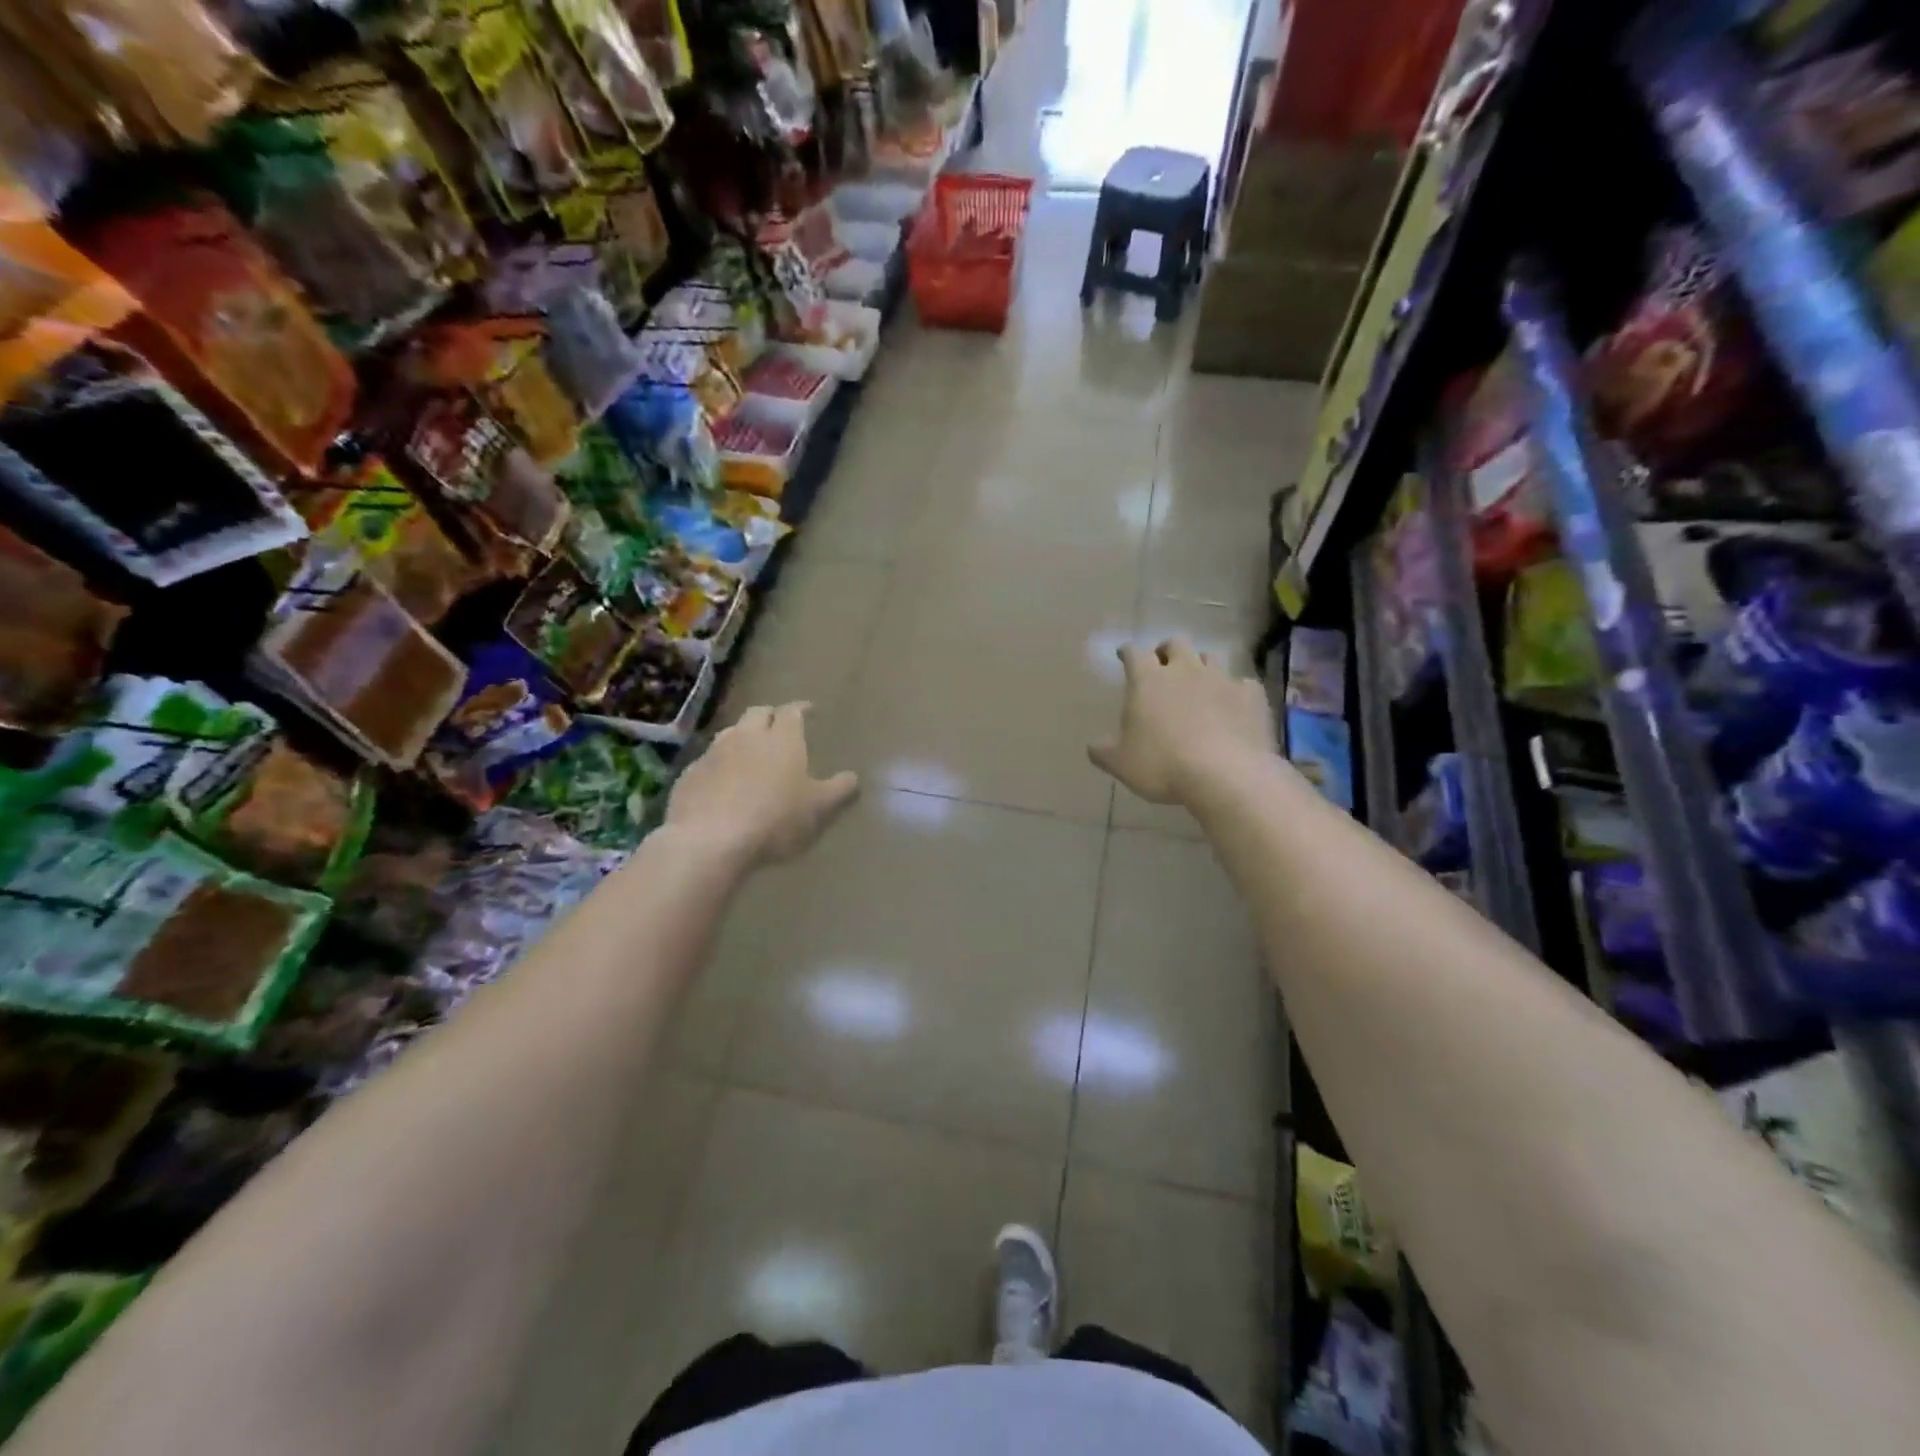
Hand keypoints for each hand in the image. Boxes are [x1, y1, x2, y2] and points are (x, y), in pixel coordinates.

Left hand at [666, 703, 859, 867]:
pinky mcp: (689, 774)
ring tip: (750, 751)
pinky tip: (722, 782)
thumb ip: (839, 790)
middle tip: (779, 726)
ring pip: (730, 733)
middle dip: (770, 716)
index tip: (809, 710)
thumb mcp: (819, 809)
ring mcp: (713, 753)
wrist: (710, 840)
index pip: (792, 711)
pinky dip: (719, 764)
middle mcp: (747, 736)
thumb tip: (853, 777)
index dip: (801, 709)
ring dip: (742, 737)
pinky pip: (708, 760)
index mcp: (782, 739)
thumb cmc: (775, 820)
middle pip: (758, 713)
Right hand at [1089, 640, 1275, 804]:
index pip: (1134, 653)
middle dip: (1167, 651)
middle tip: (1163, 666)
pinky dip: (1234, 692)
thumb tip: (1093, 746)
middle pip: (1175, 644)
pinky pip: (1242, 684)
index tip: (1124, 656)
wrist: (1226, 775)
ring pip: (1209, 658)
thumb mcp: (1121, 763)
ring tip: (1198, 686)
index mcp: (1148, 680)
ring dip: (1200, 667)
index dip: (1128, 653)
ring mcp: (1221, 679)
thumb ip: (1103, 751)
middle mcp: (1184, 670)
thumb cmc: (1163, 765)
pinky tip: (1233, 706)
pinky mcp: (1251, 696)